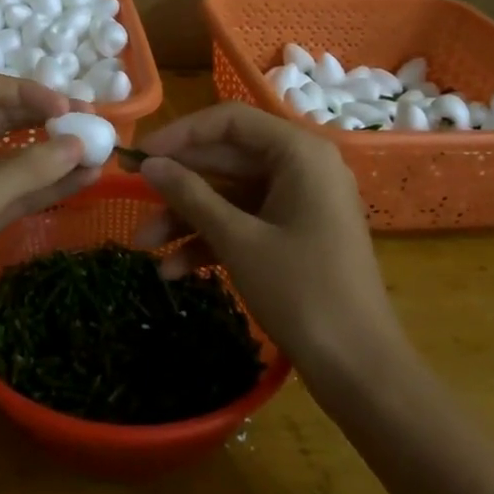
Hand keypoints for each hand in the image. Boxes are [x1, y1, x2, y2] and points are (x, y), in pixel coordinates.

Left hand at [0, 75, 100, 368]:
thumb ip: (28, 170)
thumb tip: (81, 144)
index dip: (30, 94)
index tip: (69, 108)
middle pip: (3, 119)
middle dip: (47, 121)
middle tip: (93, 125)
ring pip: (13, 158)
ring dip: (52, 155)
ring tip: (98, 151)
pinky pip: (15, 192)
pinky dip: (45, 186)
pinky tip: (83, 181)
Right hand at [135, 103, 405, 379]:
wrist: (361, 372)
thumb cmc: (302, 292)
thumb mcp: (238, 240)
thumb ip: (190, 194)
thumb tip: (148, 164)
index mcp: (299, 153)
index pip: (230, 121)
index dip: (181, 134)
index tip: (140, 155)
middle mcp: (302, 167)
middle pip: (228, 158)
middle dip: (179, 183)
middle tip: (132, 195)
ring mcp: (300, 203)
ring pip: (231, 195)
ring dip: (188, 218)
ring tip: (143, 245)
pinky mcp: (295, 235)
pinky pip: (246, 222)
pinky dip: (212, 240)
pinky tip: (174, 269)